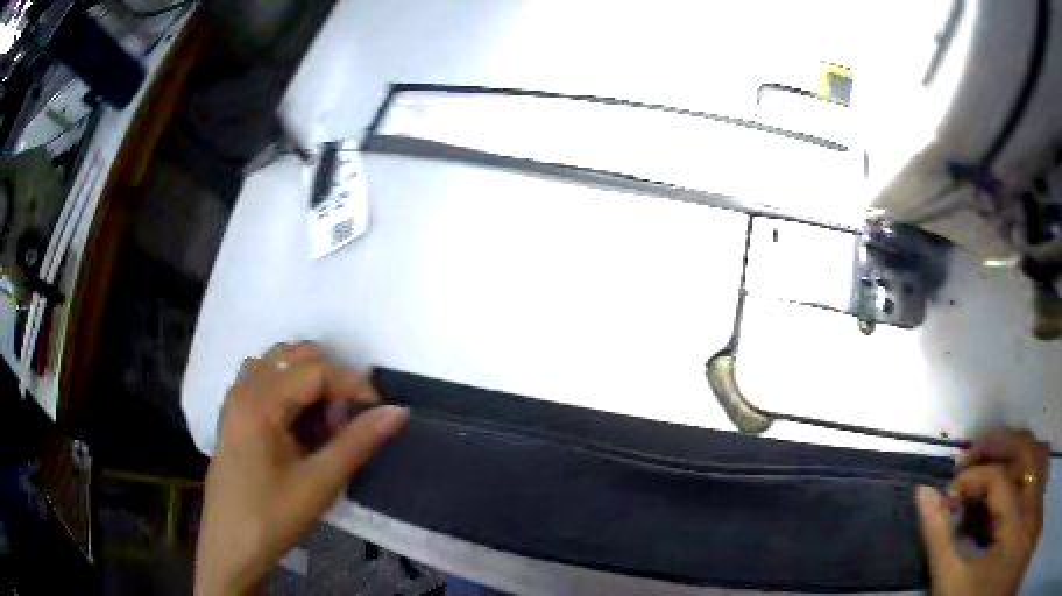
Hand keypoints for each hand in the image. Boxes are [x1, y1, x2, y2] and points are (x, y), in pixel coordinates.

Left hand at [194, 342, 407, 595]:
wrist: (231, 546)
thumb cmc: (272, 516)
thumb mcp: (319, 483)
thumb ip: (357, 443)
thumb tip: (397, 411)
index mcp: (259, 401)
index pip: (315, 370)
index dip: (353, 385)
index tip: (379, 413)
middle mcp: (244, 388)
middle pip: (294, 357)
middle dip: (330, 381)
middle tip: (347, 421)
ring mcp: (236, 399)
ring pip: (279, 366)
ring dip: (308, 384)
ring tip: (325, 423)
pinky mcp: (236, 415)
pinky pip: (265, 383)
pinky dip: (290, 392)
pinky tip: (300, 427)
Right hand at [915, 430, 1048, 595]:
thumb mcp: (950, 582)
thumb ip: (939, 538)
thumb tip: (924, 492)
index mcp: (1014, 524)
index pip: (998, 477)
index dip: (972, 476)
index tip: (950, 491)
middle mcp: (1033, 501)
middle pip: (1025, 449)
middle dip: (997, 445)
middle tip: (971, 456)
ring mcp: (1037, 499)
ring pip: (1039, 451)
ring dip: (1017, 449)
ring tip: (995, 458)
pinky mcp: (1037, 503)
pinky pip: (1044, 465)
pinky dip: (1034, 460)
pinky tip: (1021, 469)